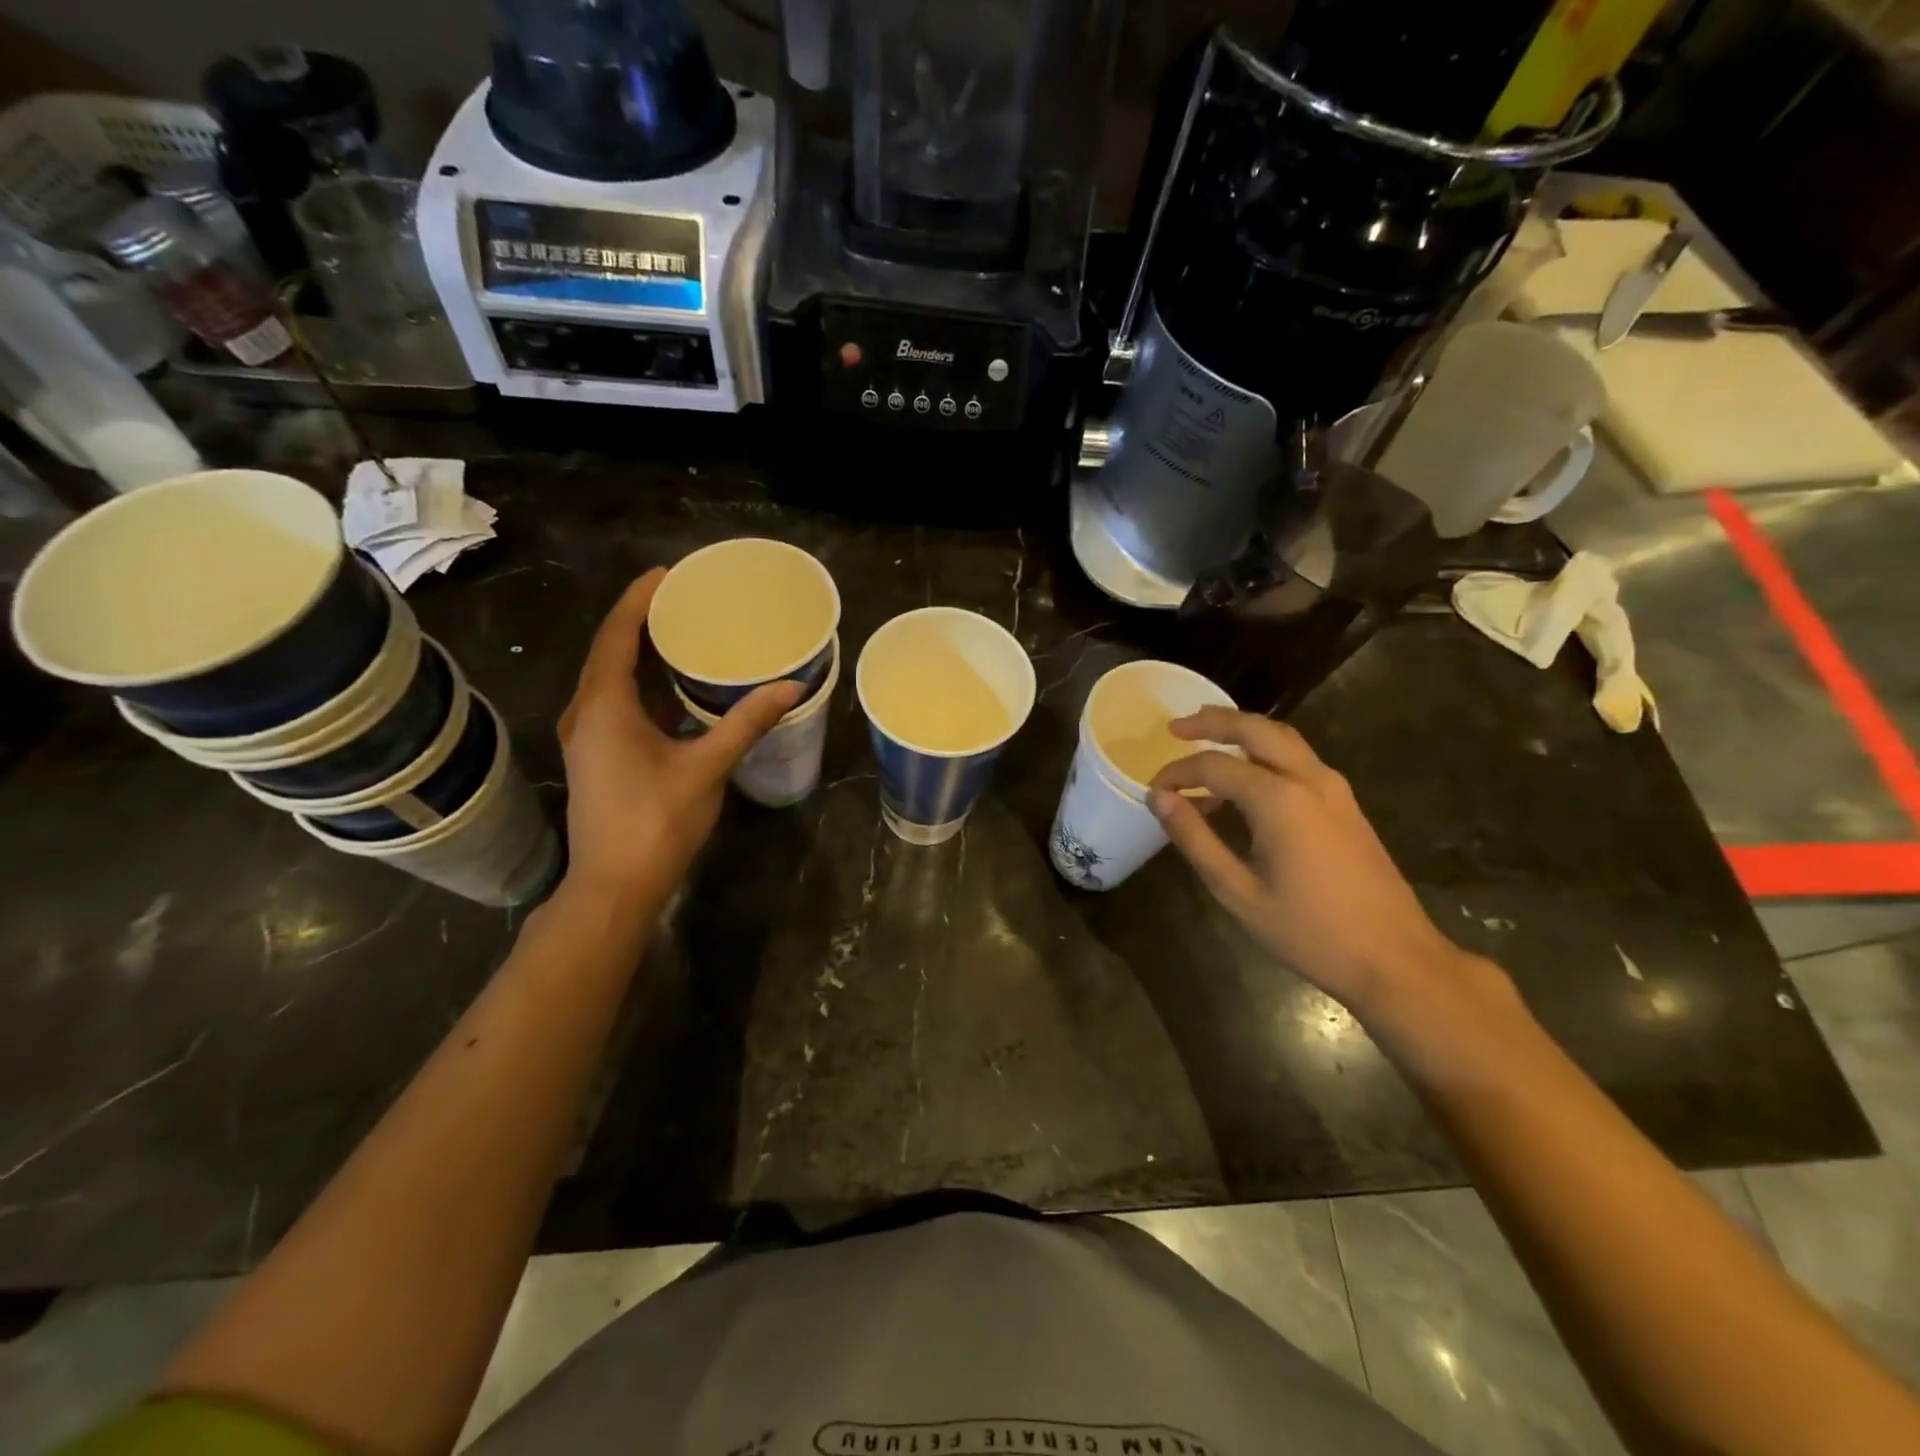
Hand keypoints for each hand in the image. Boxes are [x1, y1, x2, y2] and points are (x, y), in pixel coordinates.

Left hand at [557, 570, 801, 906]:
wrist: (614, 886)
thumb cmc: (656, 821)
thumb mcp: (707, 767)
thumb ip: (746, 722)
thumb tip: (791, 686)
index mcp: (605, 706)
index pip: (617, 635)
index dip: (639, 600)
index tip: (667, 574)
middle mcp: (587, 713)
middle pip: (609, 651)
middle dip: (641, 621)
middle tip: (683, 599)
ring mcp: (587, 737)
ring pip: (610, 679)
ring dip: (639, 653)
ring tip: (680, 633)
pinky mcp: (597, 757)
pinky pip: (616, 703)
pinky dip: (641, 685)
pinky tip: (674, 689)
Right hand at [1149, 709, 1471, 1016]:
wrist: (1394, 958)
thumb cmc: (1309, 931)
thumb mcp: (1237, 891)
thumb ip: (1195, 839)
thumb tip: (1160, 798)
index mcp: (1279, 800)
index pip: (1214, 766)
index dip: (1178, 773)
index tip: (1154, 790)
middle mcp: (1309, 779)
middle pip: (1256, 729)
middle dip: (1213, 721)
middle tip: (1175, 727)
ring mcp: (1334, 788)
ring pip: (1283, 738)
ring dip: (1242, 731)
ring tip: (1207, 739)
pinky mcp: (1345, 803)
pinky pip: (1298, 758)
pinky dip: (1265, 752)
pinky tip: (1246, 776)